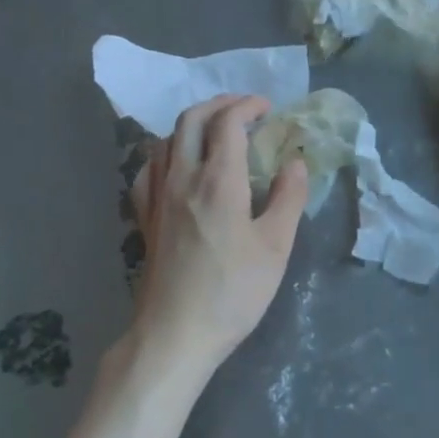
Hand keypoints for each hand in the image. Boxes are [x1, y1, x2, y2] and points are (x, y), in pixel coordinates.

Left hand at [128, 93, 307, 376]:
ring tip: (216, 133)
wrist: (176, 333)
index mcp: (218, 181)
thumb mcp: (276, 247)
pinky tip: (177, 166)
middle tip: (244, 110)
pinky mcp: (145, 218)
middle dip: (219, 104)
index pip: (228, 122)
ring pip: (167, 139)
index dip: (248, 106)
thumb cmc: (233, 292)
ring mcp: (157, 197)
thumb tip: (294, 161)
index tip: (268, 108)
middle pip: (191, 119)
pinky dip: (166, 153)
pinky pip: (148, 168)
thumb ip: (288, 198)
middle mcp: (182, 178)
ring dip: (193, 124)